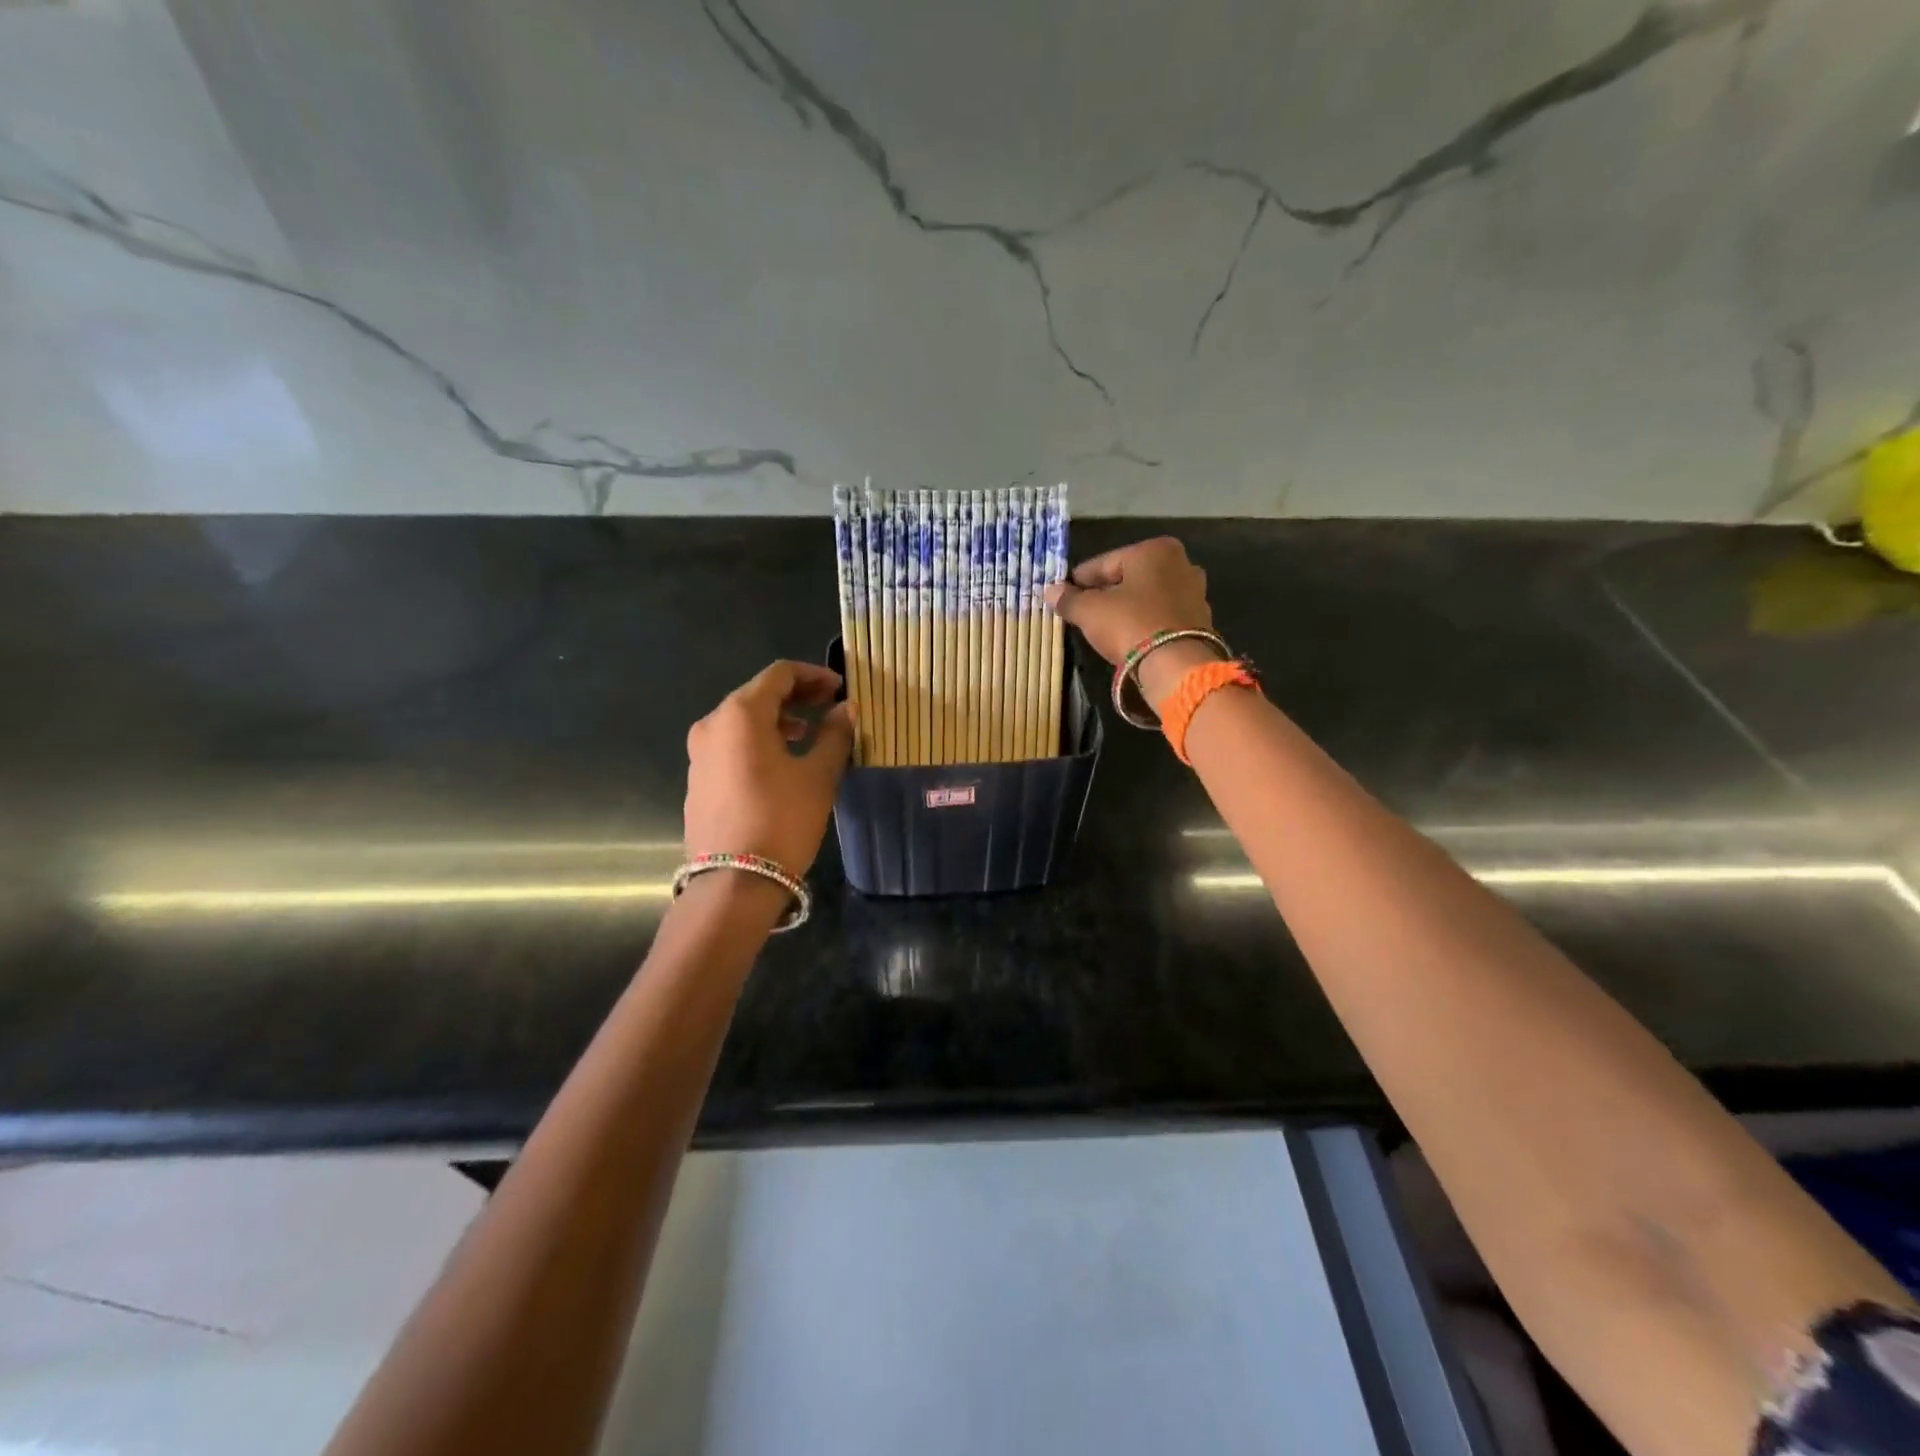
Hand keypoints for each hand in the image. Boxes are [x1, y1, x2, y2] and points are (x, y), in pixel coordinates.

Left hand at [684, 661, 851, 875]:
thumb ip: (835, 734)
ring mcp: (699, 754)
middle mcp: (712, 724)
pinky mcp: (698, 780)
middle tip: (829, 707)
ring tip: (808, 736)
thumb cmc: (782, 819)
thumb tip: (847, 709)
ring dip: (777, 720)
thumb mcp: (818, 775)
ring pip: (742, 721)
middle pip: (757, 694)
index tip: (840, 689)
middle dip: (796, 697)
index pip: (779, 674)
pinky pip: (731, 746)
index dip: (813, 676)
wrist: (733, 883)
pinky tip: (781, 764)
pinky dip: (758, 742)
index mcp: (740, 714)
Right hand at [1044, 537, 1219, 700]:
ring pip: (1147, 597)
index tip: (1063, 594)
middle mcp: (1181, 563)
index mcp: (1154, 550)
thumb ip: (1069, 599)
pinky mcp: (1200, 620)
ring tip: (1104, 627)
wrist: (1175, 665)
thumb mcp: (1090, 611)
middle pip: (1129, 578)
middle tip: (1082, 612)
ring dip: (1126, 609)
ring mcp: (1195, 592)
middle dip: (1106, 594)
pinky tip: (1129, 637)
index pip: (1104, 563)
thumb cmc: (1130, 624)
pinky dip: (1144, 622)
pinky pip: (1161, 616)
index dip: (1079, 580)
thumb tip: (1050, 591)